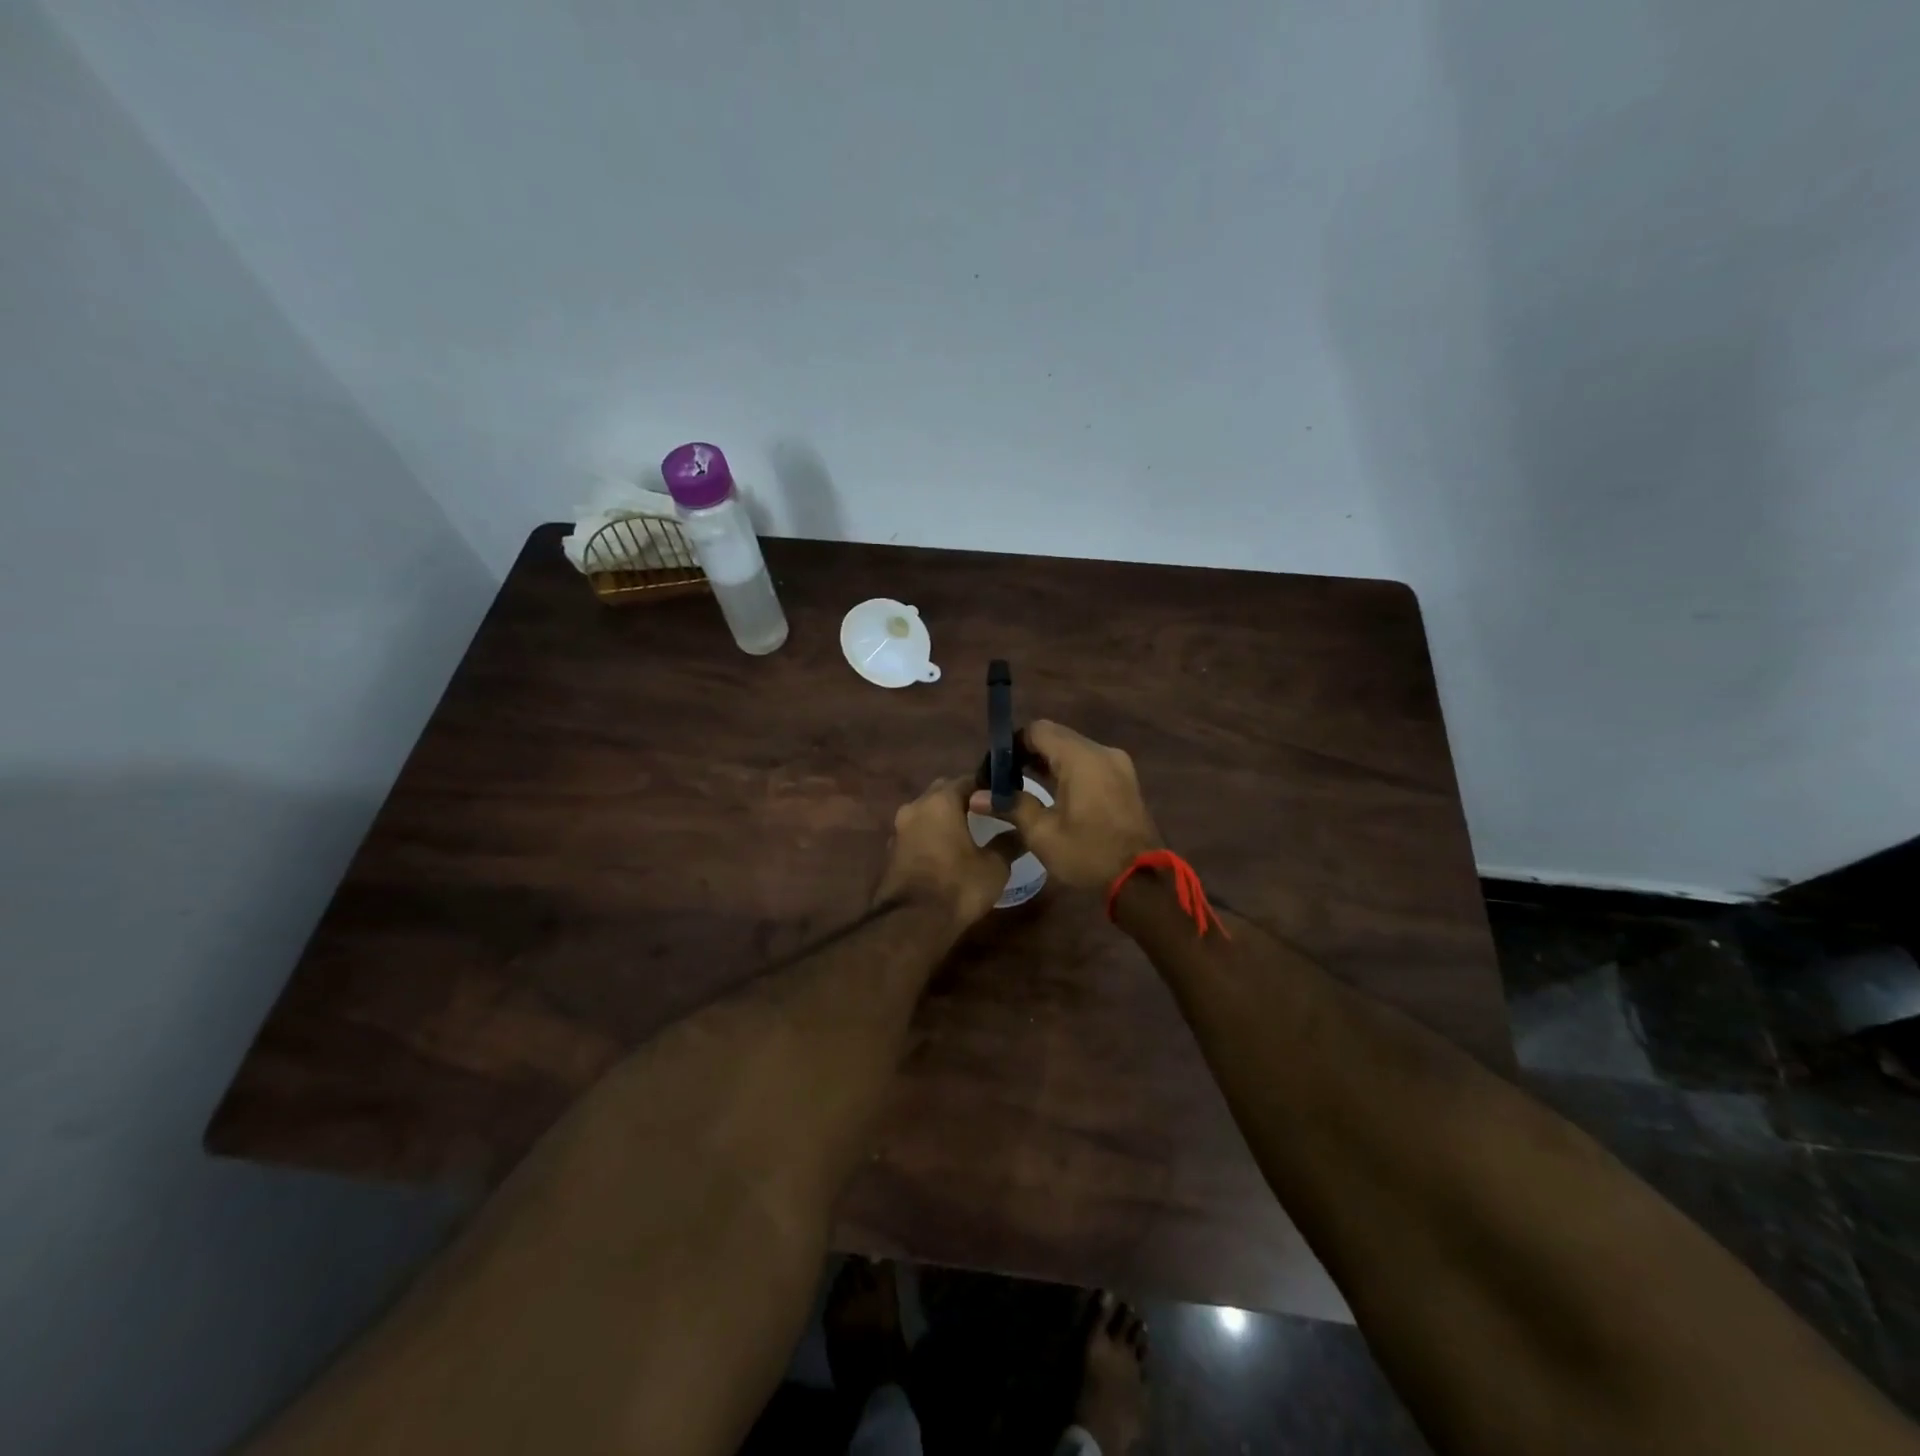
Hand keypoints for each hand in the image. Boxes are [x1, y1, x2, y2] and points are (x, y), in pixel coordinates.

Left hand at [874, 776, 1021, 929]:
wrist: (912, 922)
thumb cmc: (958, 886)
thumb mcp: (994, 866)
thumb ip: (1007, 843)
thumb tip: (1020, 831)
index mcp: (940, 801)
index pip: (967, 780)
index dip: (987, 787)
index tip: (1003, 797)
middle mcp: (915, 807)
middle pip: (942, 792)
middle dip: (963, 799)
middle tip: (985, 812)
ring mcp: (898, 829)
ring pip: (926, 813)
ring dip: (944, 818)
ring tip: (967, 833)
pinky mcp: (890, 852)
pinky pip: (916, 834)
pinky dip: (931, 836)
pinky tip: (946, 852)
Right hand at [968, 720, 1160, 889]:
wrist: (1142, 878)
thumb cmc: (1088, 854)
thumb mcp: (1043, 834)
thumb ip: (1011, 806)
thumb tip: (977, 797)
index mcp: (1080, 758)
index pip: (1037, 730)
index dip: (1012, 744)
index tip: (995, 768)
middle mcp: (1101, 751)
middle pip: (1056, 736)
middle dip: (1028, 752)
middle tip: (1005, 778)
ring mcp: (1117, 763)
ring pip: (1072, 748)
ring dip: (1048, 761)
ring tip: (1023, 785)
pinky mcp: (1124, 777)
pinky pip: (1088, 761)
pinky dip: (1067, 769)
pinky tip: (1053, 792)